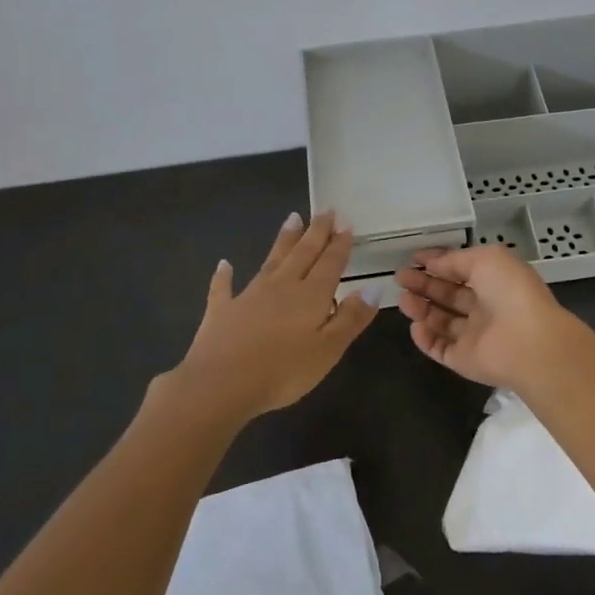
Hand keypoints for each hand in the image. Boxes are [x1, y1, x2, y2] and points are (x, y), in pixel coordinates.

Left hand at [169, 212, 380, 423]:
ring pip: (271, 261)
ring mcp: (249, 296)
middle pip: (303, 253)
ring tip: (292, 218)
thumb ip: (351, 318)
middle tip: (325, 210)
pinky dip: (224, 275)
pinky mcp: (222, 311)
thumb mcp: (328, 350)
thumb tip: (374, 287)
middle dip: (316, 232)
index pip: (330, 263)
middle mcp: (282, 287)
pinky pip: (224, 287)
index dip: (339, 243)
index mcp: (310, 296)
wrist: (220, 385)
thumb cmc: (283, 371)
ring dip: (283, 240)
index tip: (346, 222)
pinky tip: (224, 264)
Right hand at [394, 246, 582, 390]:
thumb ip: (455, 259)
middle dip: (424, 284)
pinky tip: (415, 325)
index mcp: (495, 281)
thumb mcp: (485, 259)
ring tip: (403, 299)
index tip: (414, 258)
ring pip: (441, 321)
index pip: (461, 270)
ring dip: (421, 309)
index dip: (438, 263)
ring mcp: (475, 336)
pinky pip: (440, 349)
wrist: (528, 342)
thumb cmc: (509, 291)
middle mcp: (485, 308)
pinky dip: (425, 338)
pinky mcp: (464, 360)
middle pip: (449, 295)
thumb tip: (432, 262)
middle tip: (400, 277)